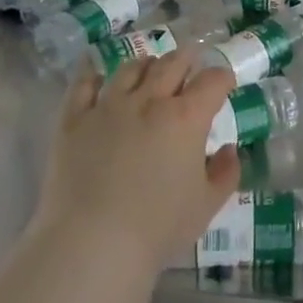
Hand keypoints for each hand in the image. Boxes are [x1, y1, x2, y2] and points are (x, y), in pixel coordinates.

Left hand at [33, 48, 240, 271]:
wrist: (92, 243)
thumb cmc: (158, 227)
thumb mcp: (207, 205)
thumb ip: (225, 173)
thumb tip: (228, 150)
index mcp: (186, 118)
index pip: (212, 81)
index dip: (223, 77)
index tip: (225, 83)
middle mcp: (149, 100)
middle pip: (172, 63)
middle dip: (187, 59)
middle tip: (191, 63)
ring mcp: (108, 106)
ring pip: (131, 68)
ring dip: (147, 64)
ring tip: (150, 68)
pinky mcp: (73, 119)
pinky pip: (84, 85)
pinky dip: (95, 76)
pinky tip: (99, 78)